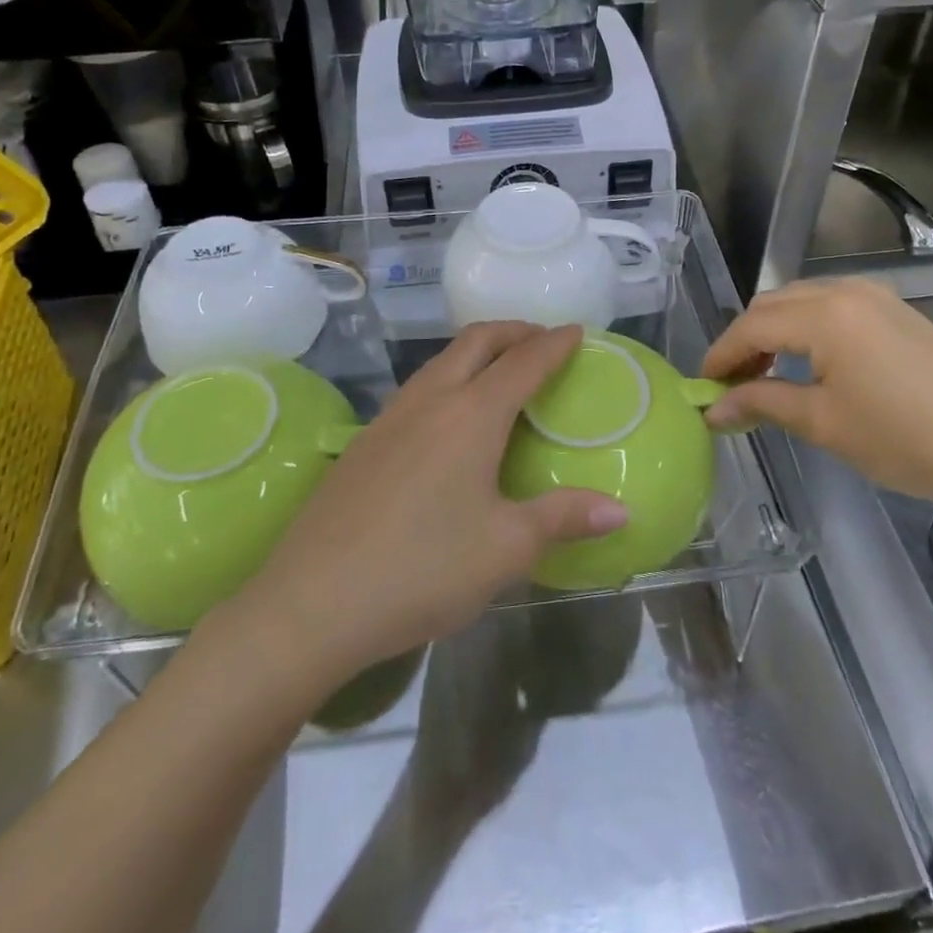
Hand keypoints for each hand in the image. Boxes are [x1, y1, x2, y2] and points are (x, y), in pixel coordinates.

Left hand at [240, 322, 628, 676]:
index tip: (576, 332)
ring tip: (501, 373)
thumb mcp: (505, 549)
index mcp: (471, 416)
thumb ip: (563, 519)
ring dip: (477, 352)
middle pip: (476, 341)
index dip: (554, 344)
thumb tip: (621, 512)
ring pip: (440, 361)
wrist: (312, 602)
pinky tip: (450, 420)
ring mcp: (390, 417)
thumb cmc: (422, 570)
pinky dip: (449, 379)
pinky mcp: (364, 441)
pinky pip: (417, 389)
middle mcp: (430, 400)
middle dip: (514, 331)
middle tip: (542, 341)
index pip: (523, 362)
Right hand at [700, 277, 932, 518]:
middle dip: (744, 341)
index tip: (702, 389)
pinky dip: (807, 330)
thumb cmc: (904, 439)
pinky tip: (810, 365)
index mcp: (823, 314)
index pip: (750, 326)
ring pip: (802, 302)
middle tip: (731, 387)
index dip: (720, 356)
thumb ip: (761, 404)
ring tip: (766, 378)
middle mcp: (846, 291)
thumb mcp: (823, 423)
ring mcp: (877, 297)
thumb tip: (713, 409)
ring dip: (775, 333)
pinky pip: (834, 308)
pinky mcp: (899, 312)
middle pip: (773, 305)